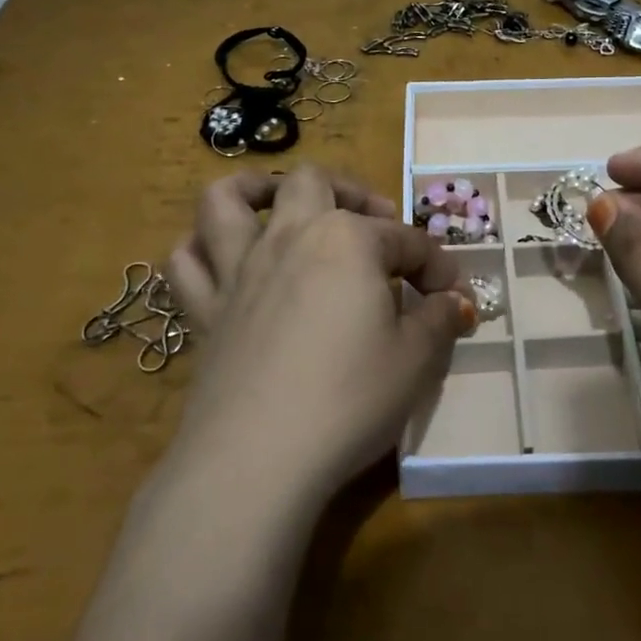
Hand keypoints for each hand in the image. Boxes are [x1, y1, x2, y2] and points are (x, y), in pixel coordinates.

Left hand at [165, 166, 474, 510]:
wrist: (261, 456)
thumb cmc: (351, 397)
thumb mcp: (417, 360)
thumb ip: (439, 320)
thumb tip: (454, 303)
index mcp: (347, 240)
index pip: (406, 241)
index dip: (437, 267)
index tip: (454, 299)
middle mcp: (288, 238)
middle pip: (313, 184)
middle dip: (351, 193)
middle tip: (374, 222)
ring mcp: (238, 271)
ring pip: (226, 200)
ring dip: (254, 190)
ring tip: (279, 203)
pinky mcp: (203, 311)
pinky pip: (186, 262)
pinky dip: (200, 249)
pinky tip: (222, 260)